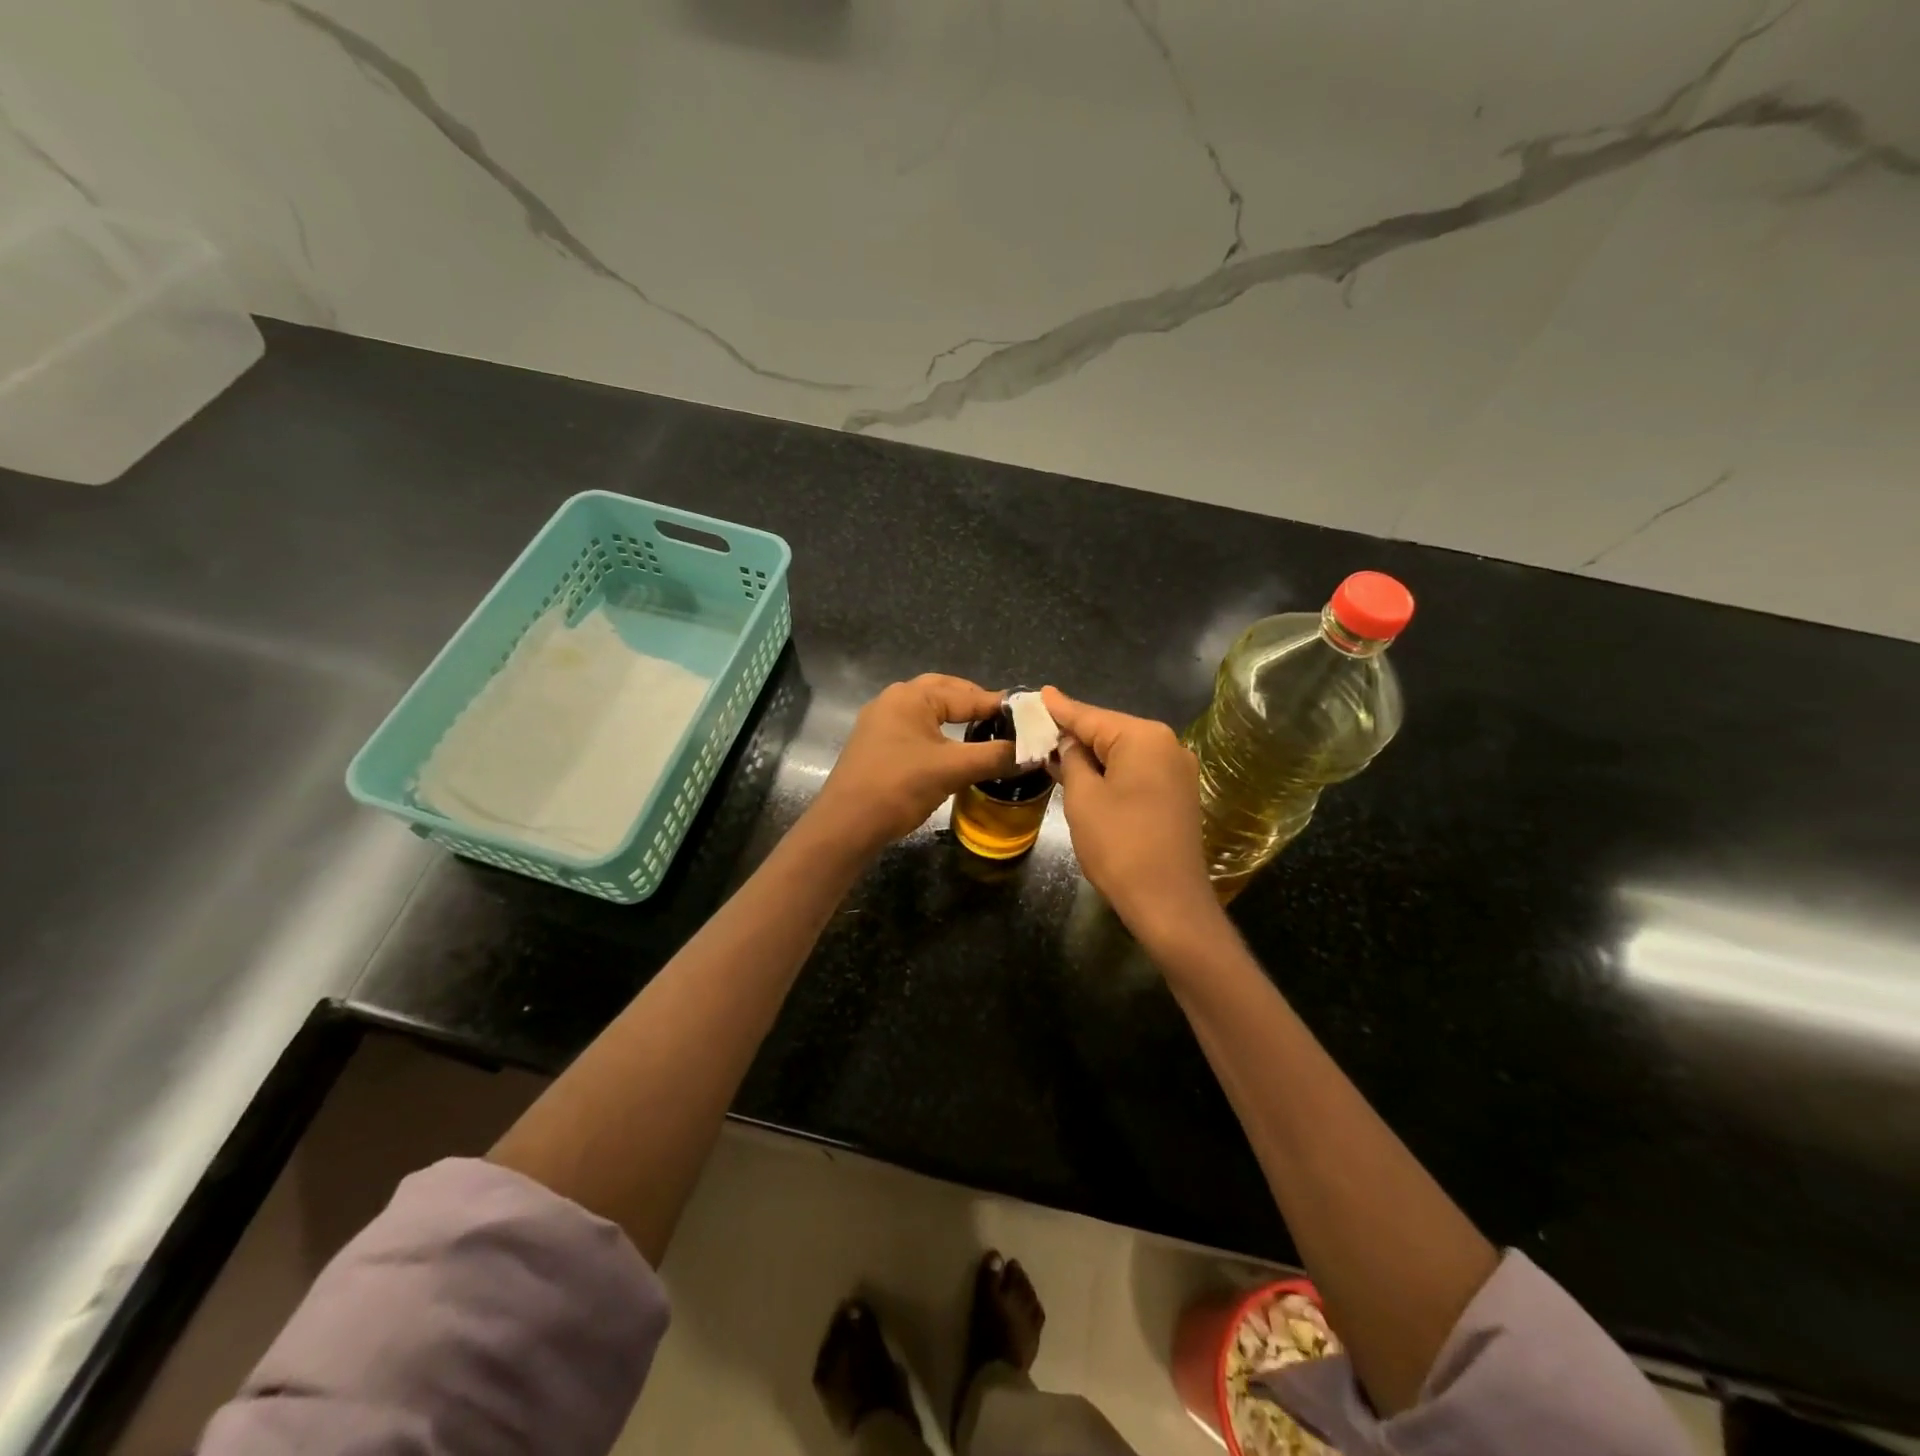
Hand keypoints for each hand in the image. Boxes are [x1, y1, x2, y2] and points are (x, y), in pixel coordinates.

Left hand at [810, 675, 1015, 854]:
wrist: (846, 825)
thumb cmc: (899, 787)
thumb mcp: (953, 770)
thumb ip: (995, 756)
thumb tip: (1034, 752)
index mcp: (911, 696)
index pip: (967, 694)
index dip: (999, 706)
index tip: (1030, 717)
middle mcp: (893, 700)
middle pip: (945, 693)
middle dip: (975, 705)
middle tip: (1006, 722)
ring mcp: (880, 722)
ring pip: (928, 712)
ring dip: (956, 719)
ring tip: (984, 734)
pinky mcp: (875, 745)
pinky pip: (915, 730)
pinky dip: (938, 735)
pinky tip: (952, 751)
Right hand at [1043, 686, 1222, 946]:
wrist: (1168, 902)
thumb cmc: (1119, 845)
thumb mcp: (1083, 798)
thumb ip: (1072, 760)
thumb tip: (1068, 742)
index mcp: (1144, 738)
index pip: (1091, 717)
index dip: (1061, 709)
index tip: (1039, 693)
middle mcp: (1167, 745)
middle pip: (1110, 731)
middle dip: (1075, 733)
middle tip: (1039, 726)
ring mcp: (1177, 771)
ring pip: (1124, 752)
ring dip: (1092, 755)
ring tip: (1055, 749)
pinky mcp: (1178, 794)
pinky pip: (1137, 771)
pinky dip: (1111, 771)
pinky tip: (1087, 774)